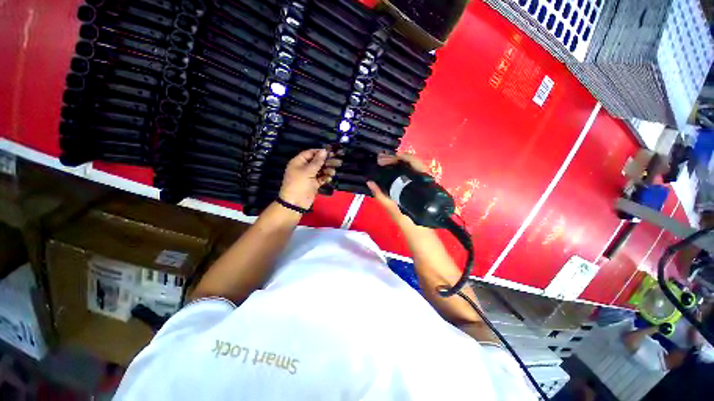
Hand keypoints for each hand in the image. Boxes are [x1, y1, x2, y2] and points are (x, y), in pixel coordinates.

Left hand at [279, 149, 340, 208]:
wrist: (295, 203)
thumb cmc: (299, 184)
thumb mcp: (308, 171)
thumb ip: (317, 161)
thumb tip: (324, 150)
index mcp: (299, 162)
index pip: (310, 153)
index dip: (319, 152)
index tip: (330, 152)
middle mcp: (304, 167)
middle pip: (317, 161)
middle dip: (326, 161)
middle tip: (337, 162)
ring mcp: (309, 176)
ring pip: (320, 170)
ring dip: (327, 170)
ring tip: (332, 172)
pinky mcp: (314, 184)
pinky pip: (321, 178)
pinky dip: (325, 178)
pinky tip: (329, 178)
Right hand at [366, 153, 428, 222]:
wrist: (418, 229)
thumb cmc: (406, 219)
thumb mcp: (391, 206)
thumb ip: (380, 194)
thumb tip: (369, 182)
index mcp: (420, 181)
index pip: (411, 160)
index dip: (396, 157)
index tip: (382, 161)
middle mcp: (424, 178)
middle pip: (410, 160)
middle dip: (394, 159)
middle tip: (380, 161)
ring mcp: (423, 181)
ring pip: (410, 165)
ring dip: (397, 163)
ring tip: (383, 164)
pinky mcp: (420, 185)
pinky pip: (410, 172)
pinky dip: (399, 169)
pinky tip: (390, 171)